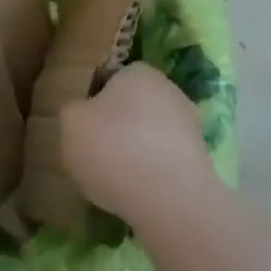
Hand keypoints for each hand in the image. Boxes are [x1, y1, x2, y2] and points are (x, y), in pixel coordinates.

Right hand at [60, 63, 217, 228]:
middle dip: (116, 128)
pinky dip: (152, 175)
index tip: (83, 131)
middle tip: (97, 157)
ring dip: (135, 153)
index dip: (93, 106)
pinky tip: (139, 195)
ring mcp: (188, 124)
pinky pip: (164, 162)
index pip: (109, 81)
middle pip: (132, 108)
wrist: (171, 199)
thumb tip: (82, 113)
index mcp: (137, 71)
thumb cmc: (114, 149)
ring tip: (116, 183)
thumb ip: (72, 111)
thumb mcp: (70, 123)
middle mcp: (167, 88)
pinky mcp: (200, 158)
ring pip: (150, 135)